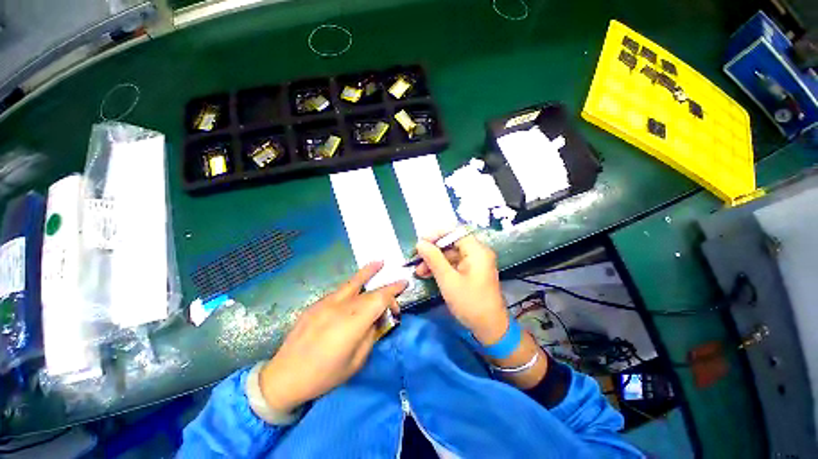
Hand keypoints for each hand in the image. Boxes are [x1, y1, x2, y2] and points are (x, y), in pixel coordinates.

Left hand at [259, 261, 406, 412]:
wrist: (283, 377)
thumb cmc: (324, 375)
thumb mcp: (356, 362)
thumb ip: (370, 335)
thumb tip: (378, 319)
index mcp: (352, 323)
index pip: (379, 299)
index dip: (394, 290)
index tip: (404, 284)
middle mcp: (340, 307)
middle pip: (369, 291)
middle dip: (385, 288)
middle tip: (396, 285)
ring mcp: (325, 303)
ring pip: (352, 283)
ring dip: (367, 273)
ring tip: (378, 263)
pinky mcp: (316, 304)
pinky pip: (339, 292)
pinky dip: (352, 286)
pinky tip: (356, 289)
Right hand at [414, 235, 508, 345]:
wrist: (490, 329)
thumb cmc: (470, 303)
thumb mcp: (448, 280)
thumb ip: (433, 259)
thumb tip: (420, 243)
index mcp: (477, 251)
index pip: (455, 232)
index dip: (436, 235)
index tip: (420, 242)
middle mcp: (478, 253)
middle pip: (452, 244)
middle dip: (433, 251)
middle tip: (416, 259)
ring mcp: (475, 263)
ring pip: (451, 255)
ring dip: (434, 261)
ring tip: (419, 271)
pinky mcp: (472, 272)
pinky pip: (454, 264)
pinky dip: (441, 268)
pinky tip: (428, 275)